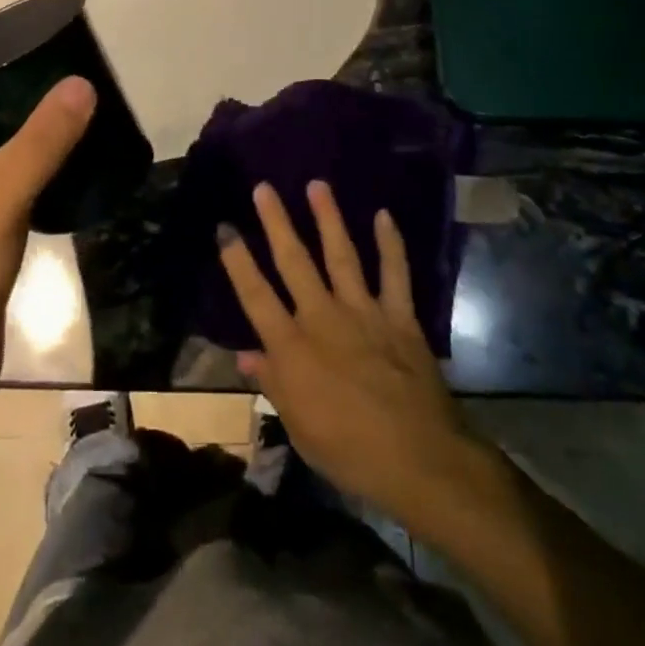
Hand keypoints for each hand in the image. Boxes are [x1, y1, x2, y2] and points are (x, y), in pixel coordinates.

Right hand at [219, 181, 477, 526]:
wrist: (419, 460)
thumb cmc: (350, 452)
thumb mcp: (299, 427)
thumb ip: (273, 384)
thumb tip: (245, 355)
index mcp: (292, 348)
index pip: (255, 294)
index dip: (237, 259)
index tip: (225, 227)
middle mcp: (323, 318)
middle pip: (294, 261)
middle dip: (277, 222)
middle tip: (264, 187)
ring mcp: (363, 312)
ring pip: (341, 255)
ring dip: (328, 218)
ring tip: (317, 185)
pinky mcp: (399, 317)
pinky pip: (394, 273)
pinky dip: (390, 244)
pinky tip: (384, 216)